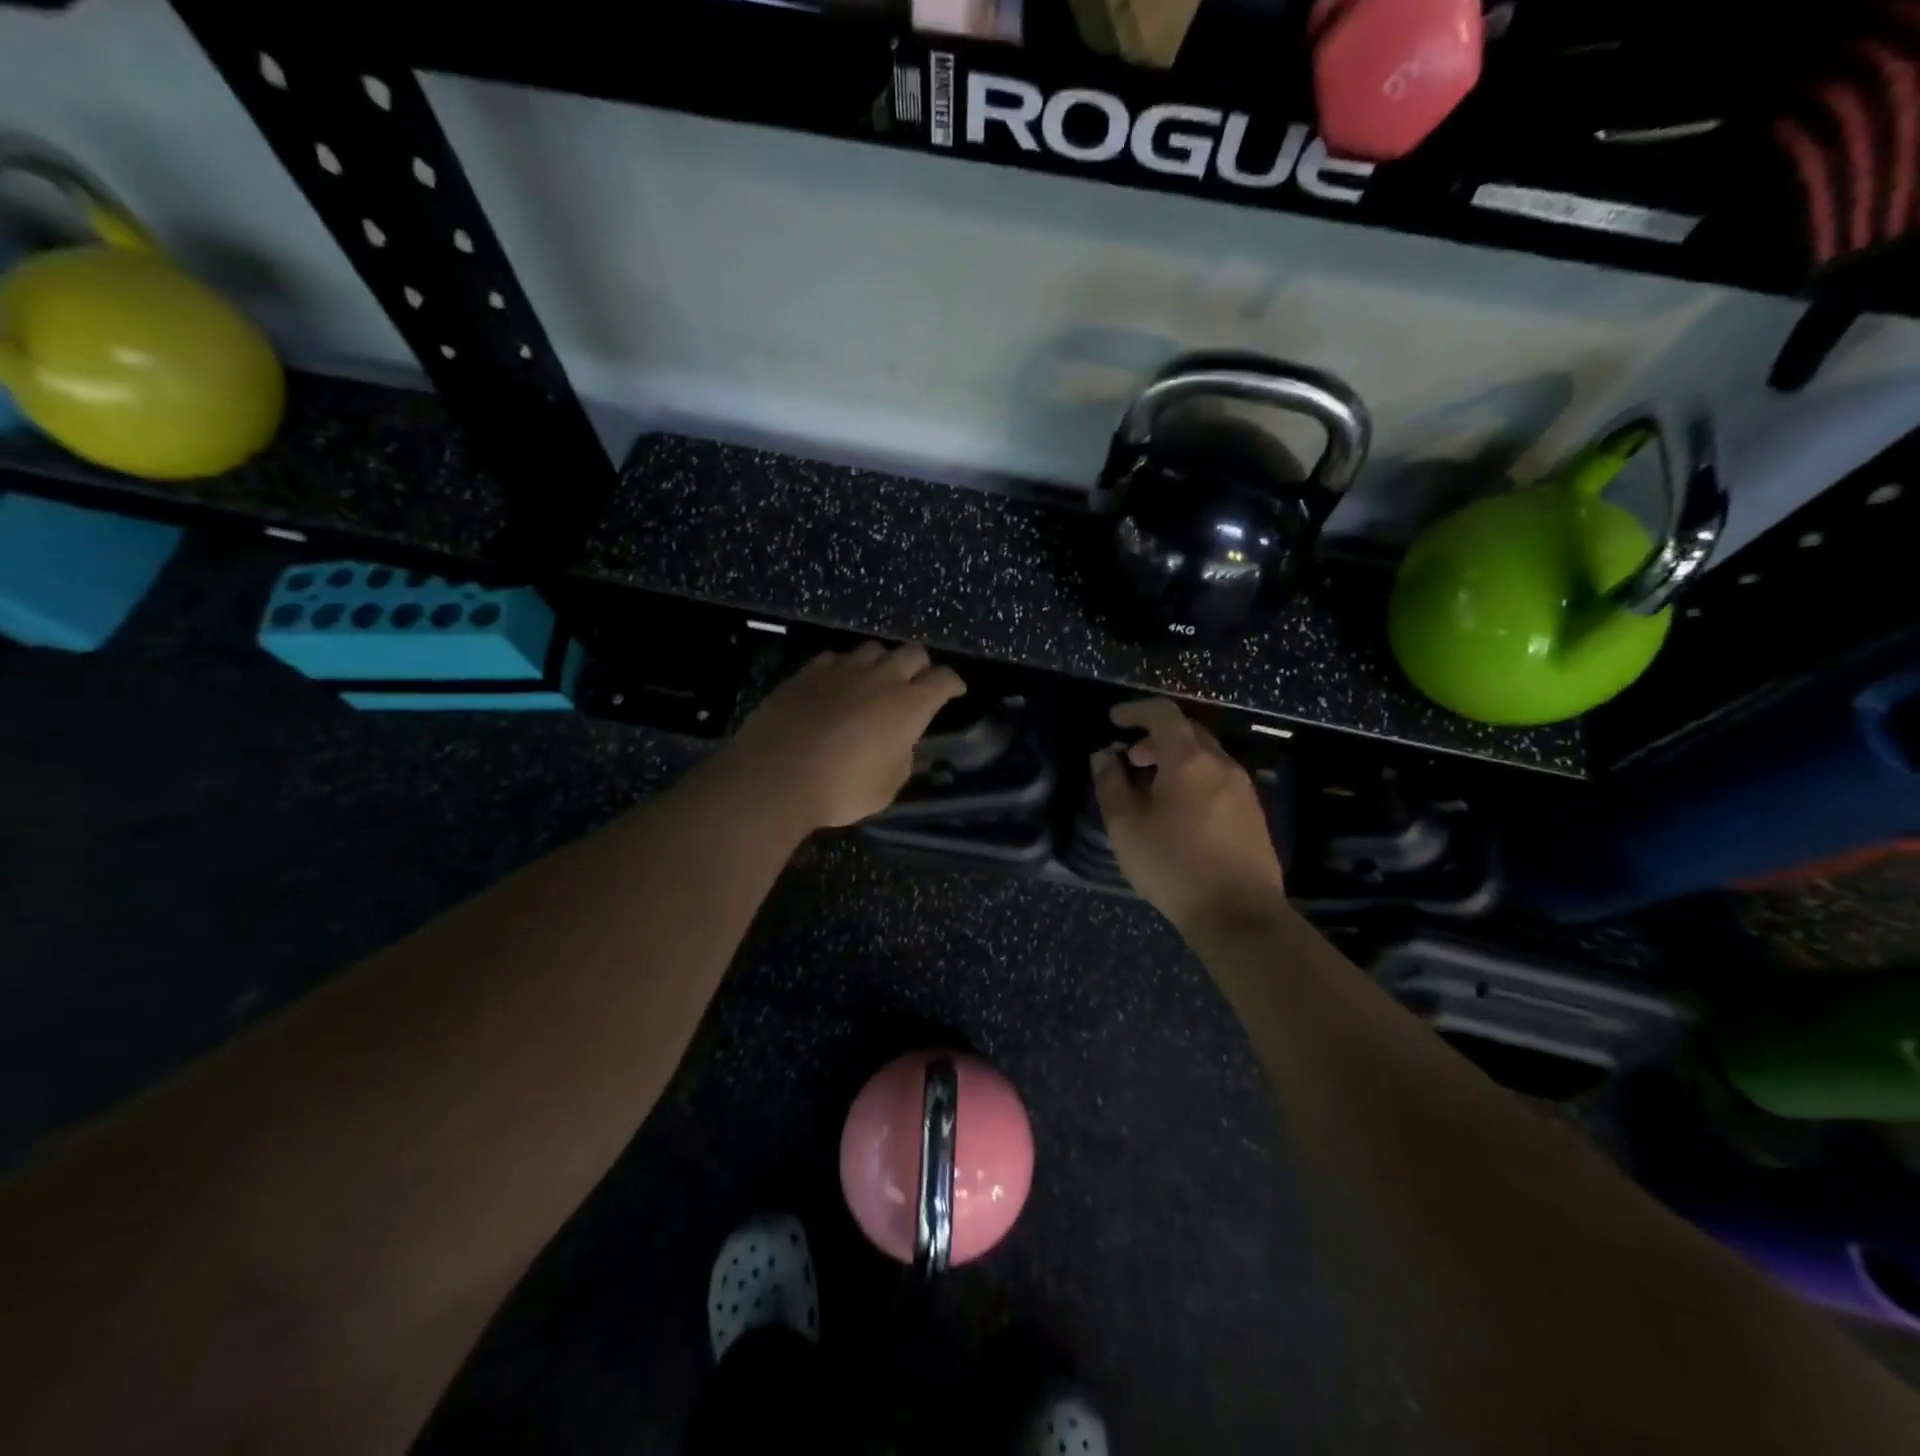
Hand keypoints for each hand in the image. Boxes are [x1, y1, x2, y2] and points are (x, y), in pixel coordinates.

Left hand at [724, 641, 966, 829]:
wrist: (776, 776)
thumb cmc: (842, 789)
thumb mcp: (887, 787)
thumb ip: (901, 759)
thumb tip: (900, 746)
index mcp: (909, 705)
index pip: (943, 680)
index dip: (953, 683)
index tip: (955, 690)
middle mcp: (880, 679)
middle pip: (912, 653)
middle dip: (921, 665)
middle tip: (918, 682)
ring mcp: (842, 671)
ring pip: (873, 649)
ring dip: (882, 662)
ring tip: (876, 679)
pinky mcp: (807, 673)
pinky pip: (834, 658)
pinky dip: (843, 667)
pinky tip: (837, 682)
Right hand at [1092, 698, 1286, 932]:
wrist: (1239, 914)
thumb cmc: (1174, 865)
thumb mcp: (1126, 826)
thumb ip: (1110, 784)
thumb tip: (1104, 756)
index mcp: (1189, 759)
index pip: (1163, 713)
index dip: (1135, 710)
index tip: (1114, 721)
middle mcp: (1222, 764)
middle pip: (1187, 731)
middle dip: (1154, 737)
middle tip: (1130, 759)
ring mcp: (1243, 788)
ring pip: (1205, 756)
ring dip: (1175, 759)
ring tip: (1151, 788)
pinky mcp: (1253, 813)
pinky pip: (1218, 778)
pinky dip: (1193, 778)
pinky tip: (1178, 811)